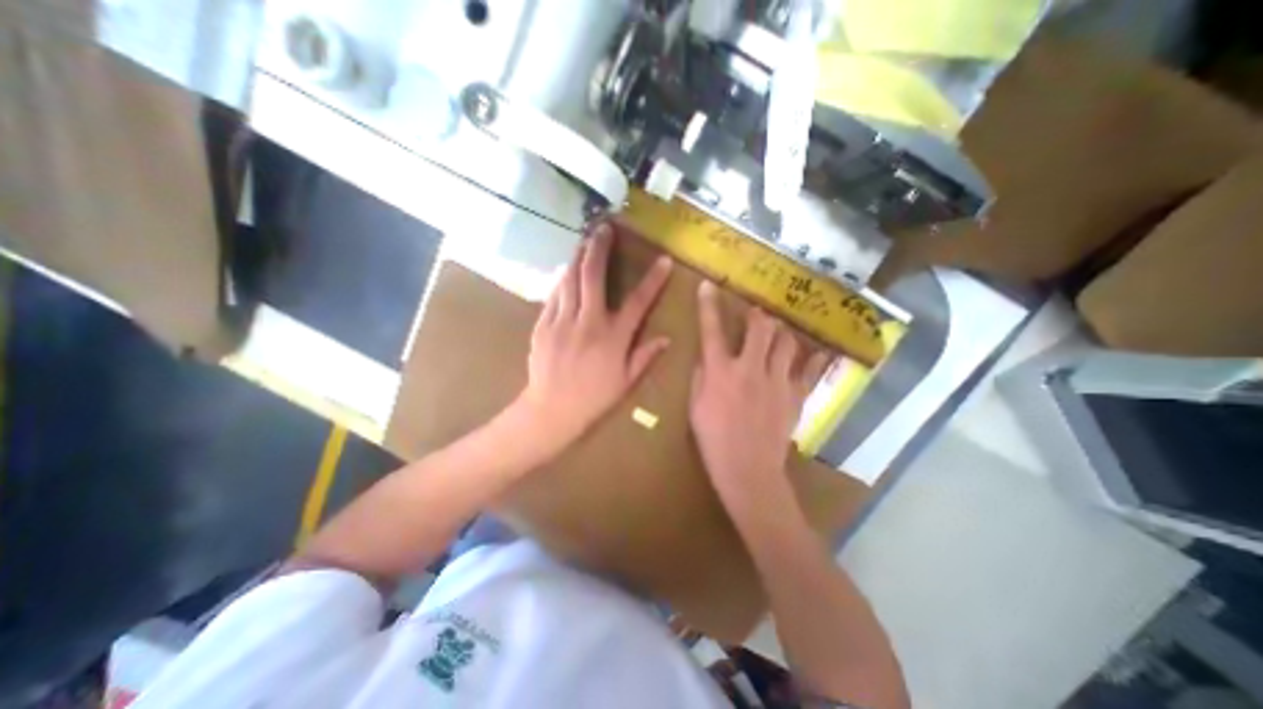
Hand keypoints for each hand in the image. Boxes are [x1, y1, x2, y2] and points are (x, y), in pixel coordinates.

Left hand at [513, 222, 669, 452]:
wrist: (551, 411)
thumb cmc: (594, 399)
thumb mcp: (625, 382)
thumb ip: (645, 356)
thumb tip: (666, 338)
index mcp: (613, 338)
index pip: (638, 302)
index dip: (653, 280)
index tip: (663, 260)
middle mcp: (589, 323)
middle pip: (594, 277)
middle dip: (600, 249)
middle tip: (604, 228)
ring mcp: (563, 322)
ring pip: (570, 280)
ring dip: (578, 257)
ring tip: (584, 239)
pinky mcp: (543, 325)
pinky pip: (553, 296)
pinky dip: (561, 280)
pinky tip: (565, 270)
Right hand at [690, 279, 830, 503]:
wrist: (748, 470)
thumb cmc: (713, 440)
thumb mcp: (695, 406)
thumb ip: (701, 376)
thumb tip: (707, 357)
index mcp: (720, 371)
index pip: (711, 329)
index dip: (708, 304)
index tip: (708, 285)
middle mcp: (750, 368)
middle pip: (760, 327)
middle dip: (757, 315)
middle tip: (755, 314)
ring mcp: (777, 381)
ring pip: (787, 342)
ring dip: (781, 333)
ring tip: (778, 334)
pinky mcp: (796, 396)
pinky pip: (810, 370)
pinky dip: (813, 359)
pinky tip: (815, 353)